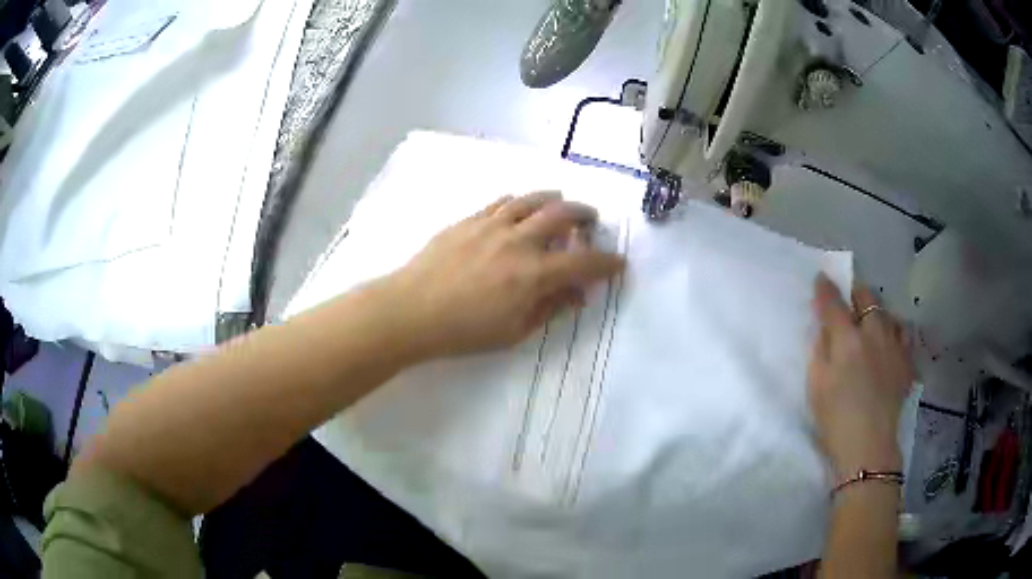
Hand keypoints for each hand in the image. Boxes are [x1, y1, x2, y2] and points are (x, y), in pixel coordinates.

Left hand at [385, 192, 625, 358]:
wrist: (410, 310)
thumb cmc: (463, 331)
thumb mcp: (514, 331)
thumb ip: (550, 308)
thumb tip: (577, 294)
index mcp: (533, 274)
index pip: (583, 263)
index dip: (606, 263)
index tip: (618, 263)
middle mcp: (519, 241)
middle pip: (562, 215)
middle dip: (585, 216)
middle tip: (591, 221)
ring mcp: (492, 225)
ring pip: (533, 200)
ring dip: (554, 199)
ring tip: (561, 202)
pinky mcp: (469, 220)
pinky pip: (502, 202)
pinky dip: (520, 201)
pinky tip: (520, 206)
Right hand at [808, 275, 914, 480]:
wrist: (868, 447)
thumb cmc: (835, 419)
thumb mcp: (816, 386)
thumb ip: (820, 351)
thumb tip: (825, 329)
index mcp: (847, 340)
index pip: (834, 303)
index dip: (826, 288)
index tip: (821, 278)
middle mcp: (874, 334)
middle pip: (867, 298)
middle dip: (856, 292)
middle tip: (849, 299)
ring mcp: (894, 346)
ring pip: (888, 313)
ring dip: (878, 311)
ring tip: (872, 321)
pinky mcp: (906, 362)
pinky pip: (904, 335)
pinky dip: (896, 331)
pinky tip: (891, 341)